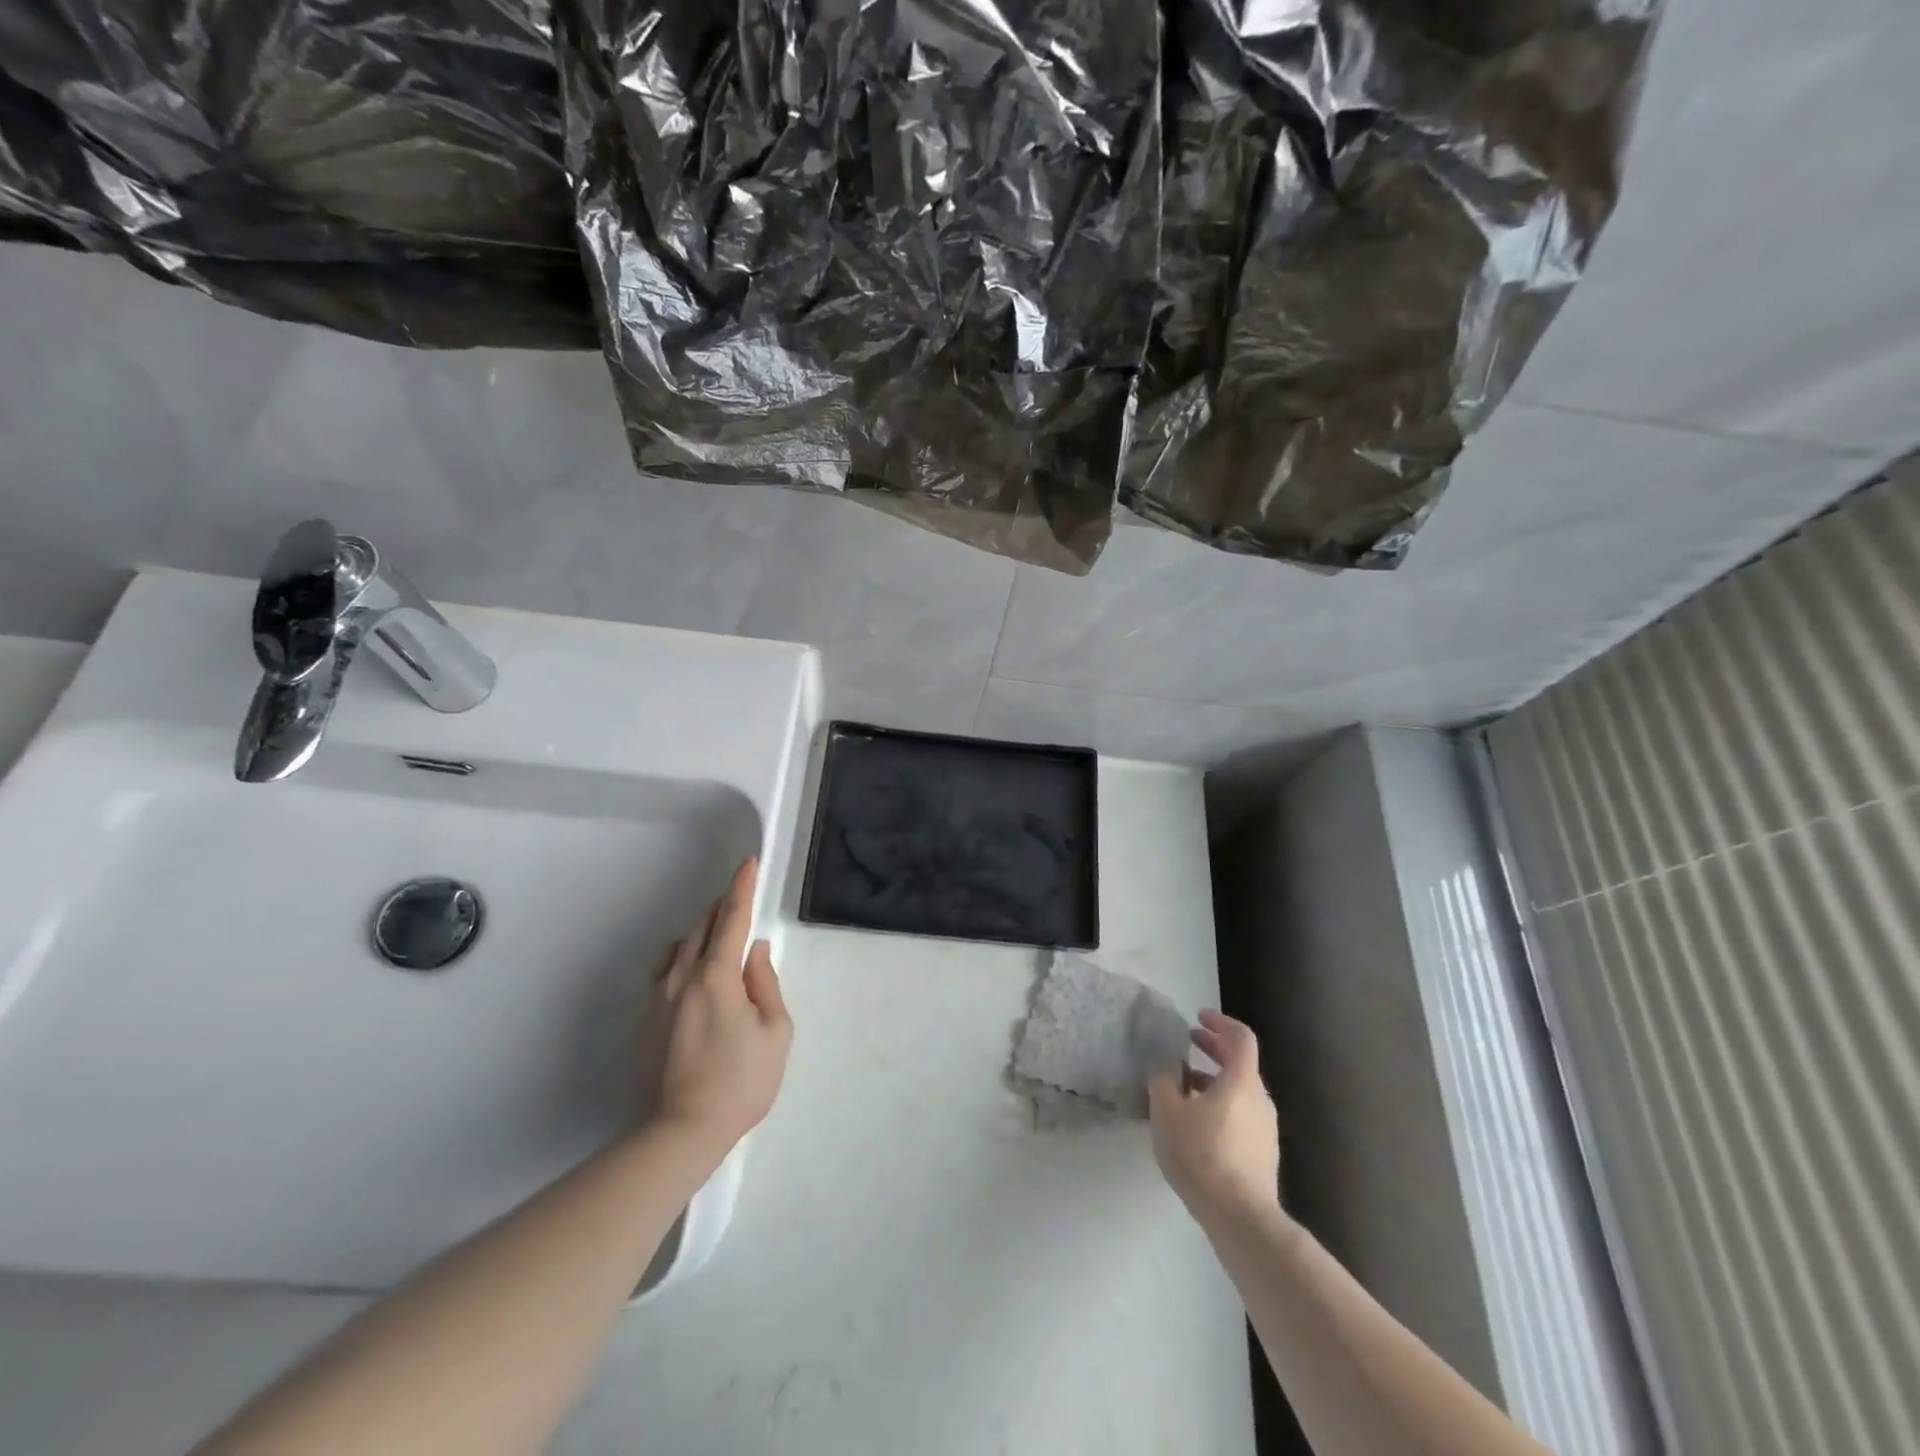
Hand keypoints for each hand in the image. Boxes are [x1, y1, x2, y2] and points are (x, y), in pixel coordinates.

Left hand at [640, 858, 792, 1154]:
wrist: (681, 1131)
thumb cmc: (741, 1080)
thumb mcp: (776, 1031)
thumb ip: (765, 983)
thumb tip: (755, 951)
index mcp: (717, 975)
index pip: (732, 918)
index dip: (742, 888)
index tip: (748, 863)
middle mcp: (681, 977)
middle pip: (701, 927)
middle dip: (722, 909)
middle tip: (739, 904)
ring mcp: (657, 999)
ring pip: (678, 949)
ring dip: (700, 936)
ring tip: (718, 945)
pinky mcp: (643, 1022)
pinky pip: (664, 975)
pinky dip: (682, 963)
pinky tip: (693, 982)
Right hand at [1148, 1010, 1280, 1222]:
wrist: (1241, 1218)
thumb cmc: (1201, 1155)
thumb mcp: (1167, 1112)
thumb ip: (1163, 1081)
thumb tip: (1165, 1067)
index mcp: (1241, 1081)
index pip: (1241, 1037)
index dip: (1220, 1022)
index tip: (1198, 1017)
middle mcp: (1260, 1099)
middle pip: (1241, 1063)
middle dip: (1213, 1048)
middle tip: (1189, 1041)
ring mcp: (1265, 1128)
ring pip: (1239, 1091)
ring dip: (1214, 1079)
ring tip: (1183, 1086)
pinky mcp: (1262, 1154)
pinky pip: (1240, 1115)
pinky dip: (1220, 1104)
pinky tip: (1196, 1123)